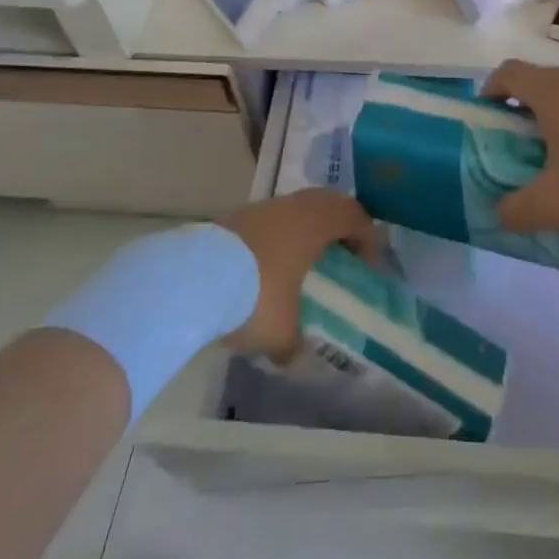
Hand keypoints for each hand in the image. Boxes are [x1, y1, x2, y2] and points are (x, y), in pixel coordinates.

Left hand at [219, 190, 381, 359]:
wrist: (191, 278)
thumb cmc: (254, 296)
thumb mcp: (281, 332)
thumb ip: (294, 343)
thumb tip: (294, 356)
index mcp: (314, 224)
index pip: (353, 215)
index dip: (366, 237)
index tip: (367, 265)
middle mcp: (291, 207)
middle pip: (326, 202)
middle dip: (337, 226)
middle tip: (340, 254)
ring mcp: (259, 208)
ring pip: (294, 208)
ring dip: (303, 229)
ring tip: (300, 262)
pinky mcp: (232, 217)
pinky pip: (268, 220)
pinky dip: (276, 236)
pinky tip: (265, 266)